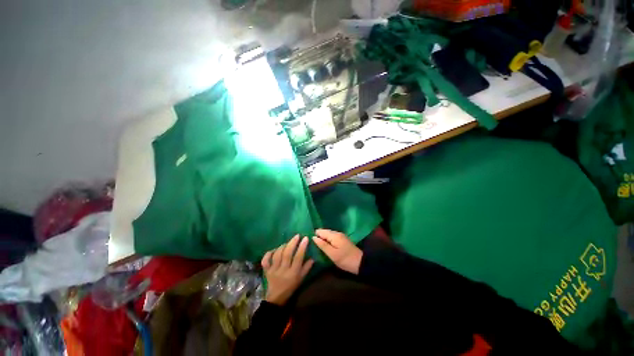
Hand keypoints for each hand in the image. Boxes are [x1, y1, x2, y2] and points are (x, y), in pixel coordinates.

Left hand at [261, 235, 313, 305]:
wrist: (276, 298)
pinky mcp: (266, 270)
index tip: (305, 238)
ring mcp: (273, 270)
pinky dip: (269, 253)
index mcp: (293, 273)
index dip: (302, 247)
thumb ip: (306, 268)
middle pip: (287, 254)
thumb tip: (313, 257)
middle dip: (292, 243)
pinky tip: (274, 249)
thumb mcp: (301, 279)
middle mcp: (283, 270)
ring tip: (287, 242)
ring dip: (282, 246)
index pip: (298, 257)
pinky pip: (265, 260)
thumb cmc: (291, 287)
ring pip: (277, 255)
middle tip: (297, 235)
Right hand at [312, 229, 362, 274]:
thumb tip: (313, 237)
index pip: (320, 231)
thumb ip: (323, 245)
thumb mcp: (332, 254)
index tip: (308, 241)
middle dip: (318, 237)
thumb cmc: (345, 259)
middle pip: (324, 232)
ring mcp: (340, 236)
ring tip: (316, 246)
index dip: (314, 235)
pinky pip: (332, 237)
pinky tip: (324, 246)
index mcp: (334, 235)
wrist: (360, 263)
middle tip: (311, 244)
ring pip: (328, 235)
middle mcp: (337, 233)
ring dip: (322, 239)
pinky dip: (327, 240)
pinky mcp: (342, 240)